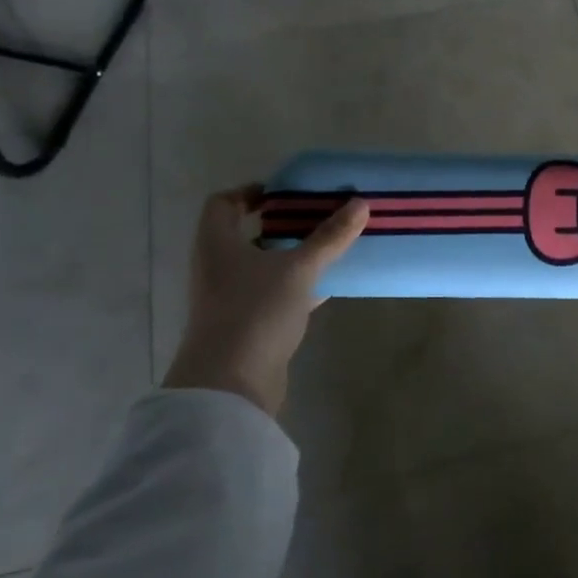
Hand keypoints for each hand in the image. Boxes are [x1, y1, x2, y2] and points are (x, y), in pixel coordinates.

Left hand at [164, 186, 368, 416]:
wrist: (231, 384)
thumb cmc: (255, 310)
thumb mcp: (299, 268)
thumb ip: (329, 237)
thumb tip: (360, 203)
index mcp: (218, 243)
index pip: (223, 204)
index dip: (250, 193)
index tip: (285, 193)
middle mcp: (218, 267)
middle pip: (248, 234)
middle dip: (283, 224)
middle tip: (318, 215)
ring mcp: (231, 298)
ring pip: (264, 266)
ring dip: (293, 256)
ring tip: (331, 245)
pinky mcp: (248, 325)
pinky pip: (275, 294)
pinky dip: (299, 285)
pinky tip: (329, 283)